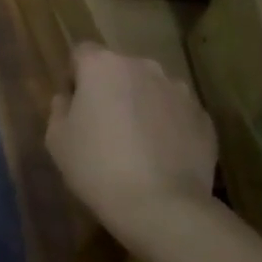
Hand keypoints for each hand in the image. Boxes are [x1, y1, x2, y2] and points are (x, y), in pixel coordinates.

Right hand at [46, 43, 215, 247]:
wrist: (163, 208)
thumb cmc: (98, 168)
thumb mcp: (57, 140)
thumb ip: (59, 108)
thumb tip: (69, 99)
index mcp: (102, 65)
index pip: (82, 54)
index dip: (76, 78)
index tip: (76, 108)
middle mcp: (143, 67)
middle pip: (120, 70)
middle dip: (112, 90)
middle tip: (106, 127)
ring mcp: (178, 91)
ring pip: (152, 90)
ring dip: (143, 105)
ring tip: (139, 144)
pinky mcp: (203, 118)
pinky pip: (177, 114)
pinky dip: (169, 126)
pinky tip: (163, 158)